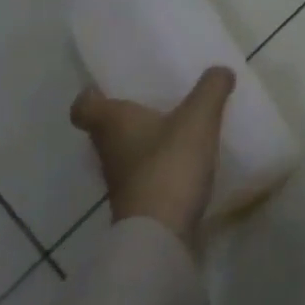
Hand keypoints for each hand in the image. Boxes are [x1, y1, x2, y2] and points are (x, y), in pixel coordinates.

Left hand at [71, 67, 235, 247]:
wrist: (162, 233)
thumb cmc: (169, 165)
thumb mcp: (198, 118)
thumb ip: (211, 89)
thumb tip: (220, 70)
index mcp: (112, 123)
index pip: (83, 106)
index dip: (92, 94)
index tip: (111, 87)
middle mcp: (108, 151)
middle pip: (106, 129)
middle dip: (127, 116)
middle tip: (155, 101)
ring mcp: (121, 182)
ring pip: (126, 152)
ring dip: (145, 142)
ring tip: (177, 129)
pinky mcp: (138, 204)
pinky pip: (145, 176)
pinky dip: (159, 167)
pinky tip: (186, 162)